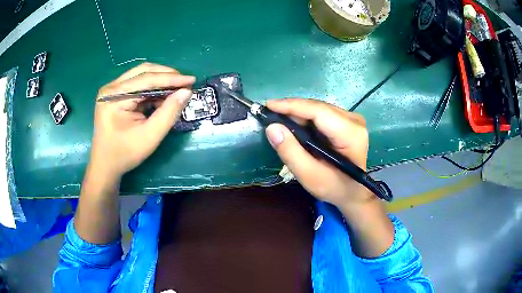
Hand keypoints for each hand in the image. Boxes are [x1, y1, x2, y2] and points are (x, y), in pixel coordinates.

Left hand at [90, 62, 195, 180]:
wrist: (105, 165)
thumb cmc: (125, 154)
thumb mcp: (149, 136)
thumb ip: (168, 113)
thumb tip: (186, 92)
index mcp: (114, 96)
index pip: (147, 79)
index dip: (171, 78)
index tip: (192, 80)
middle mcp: (111, 87)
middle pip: (144, 71)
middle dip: (167, 75)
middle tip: (185, 83)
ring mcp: (112, 90)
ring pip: (141, 75)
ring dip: (160, 81)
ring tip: (176, 90)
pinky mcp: (115, 94)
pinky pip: (137, 84)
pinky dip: (152, 89)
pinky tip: (162, 97)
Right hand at [265, 98, 374, 208]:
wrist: (352, 192)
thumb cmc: (334, 187)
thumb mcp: (309, 176)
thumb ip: (290, 152)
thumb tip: (272, 128)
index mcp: (351, 134)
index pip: (319, 111)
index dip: (292, 106)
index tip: (269, 105)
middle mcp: (354, 121)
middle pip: (318, 108)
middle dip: (292, 110)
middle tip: (270, 115)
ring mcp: (353, 119)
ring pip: (318, 109)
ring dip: (298, 114)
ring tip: (279, 120)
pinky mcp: (348, 121)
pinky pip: (322, 113)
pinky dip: (305, 118)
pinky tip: (294, 125)